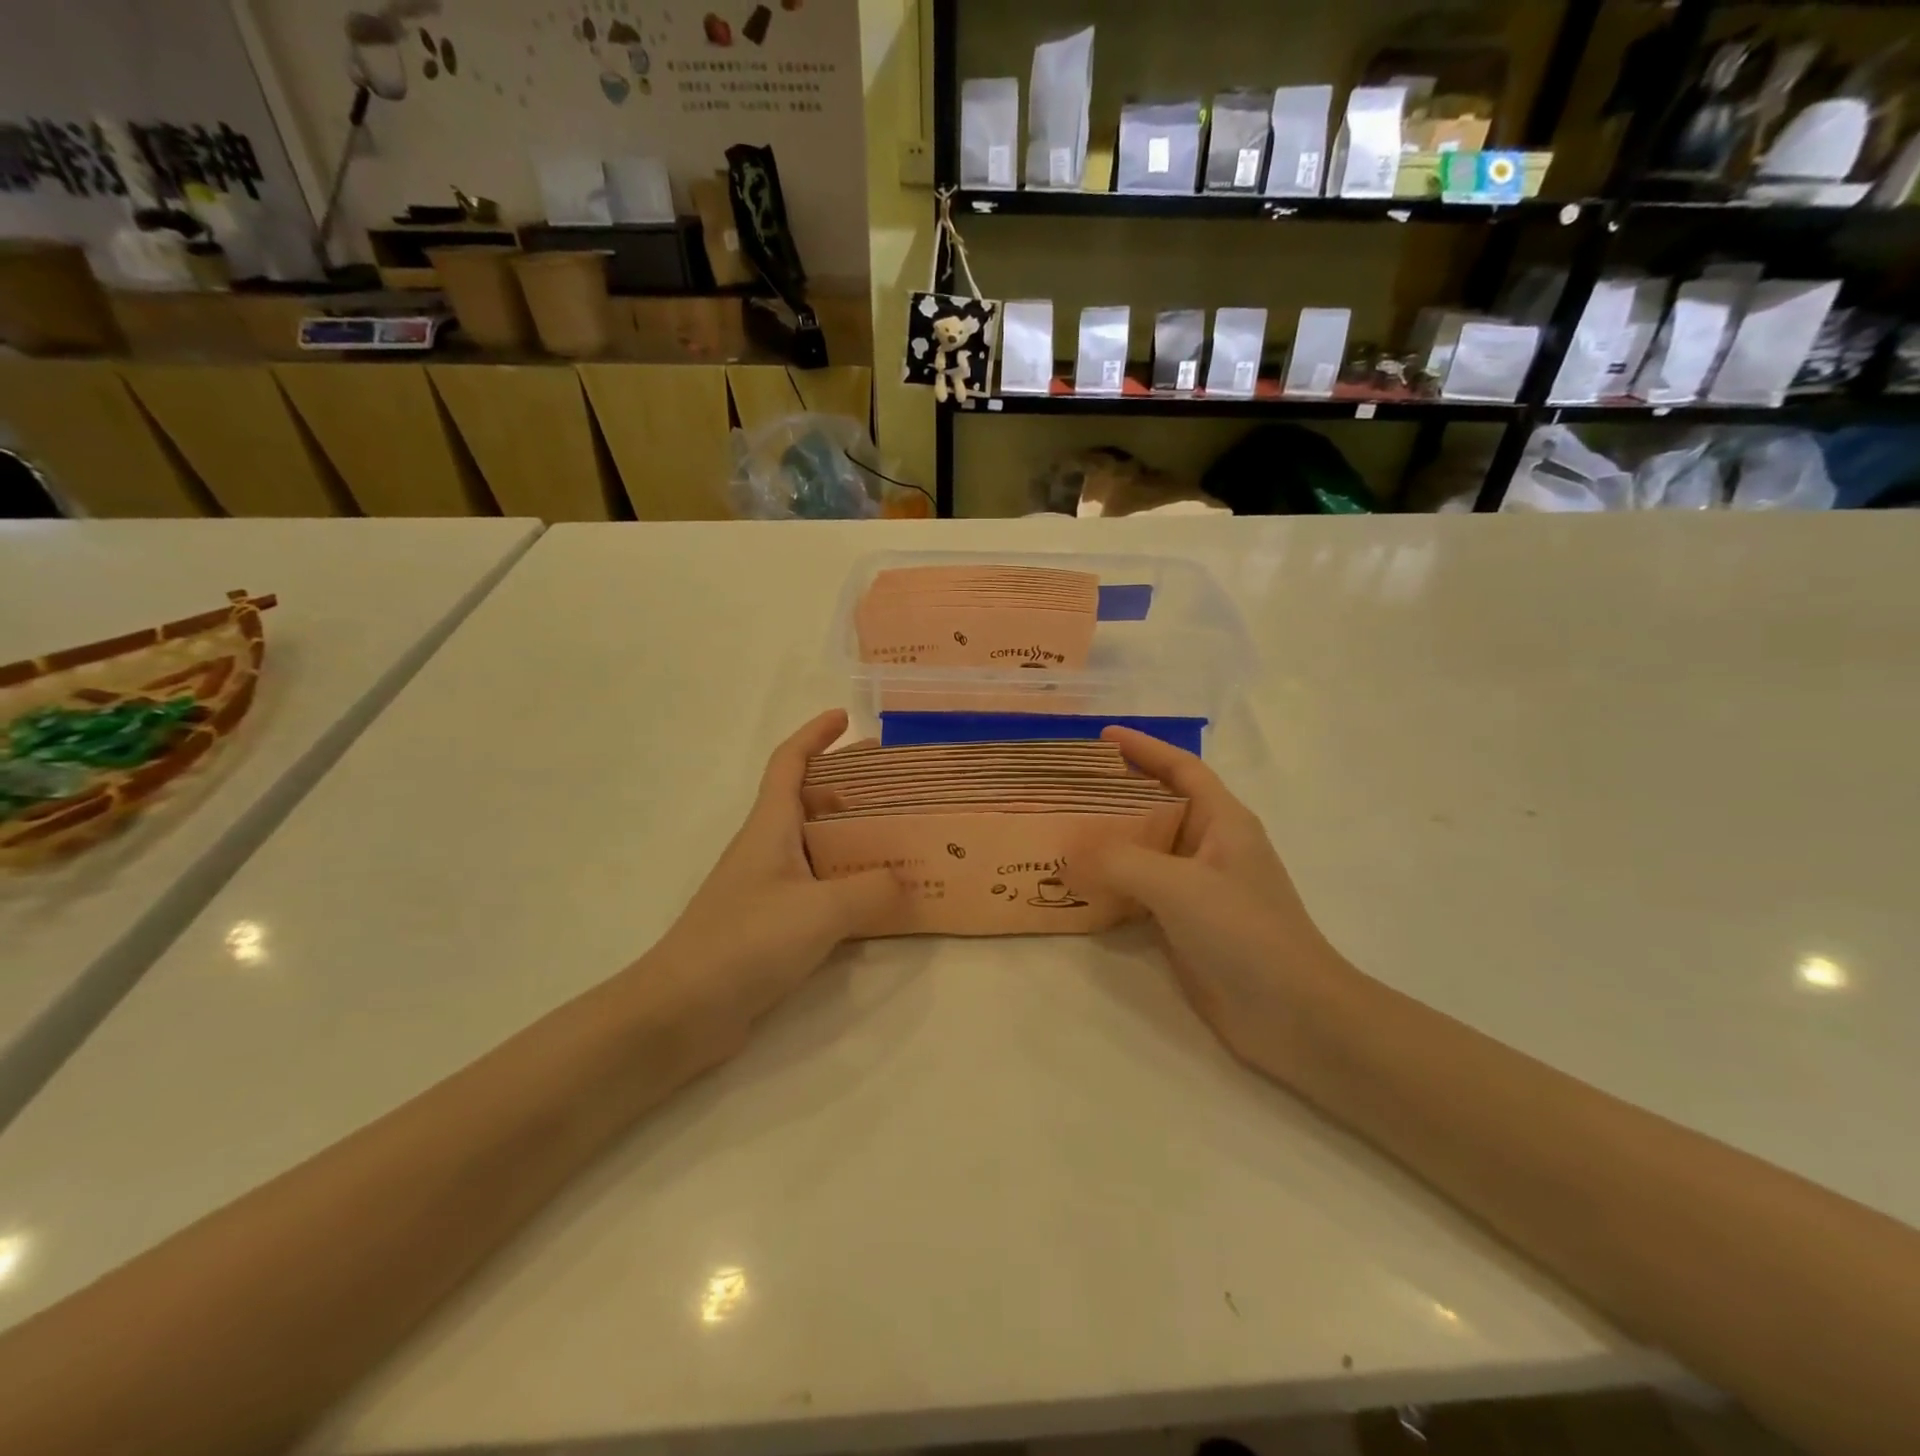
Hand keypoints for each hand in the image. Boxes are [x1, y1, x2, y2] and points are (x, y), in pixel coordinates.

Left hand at [646, 710, 902, 1053]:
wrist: (682, 1011)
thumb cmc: (746, 941)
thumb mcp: (820, 911)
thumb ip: (871, 891)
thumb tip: (905, 881)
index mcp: (770, 827)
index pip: (789, 763)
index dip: (815, 735)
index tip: (846, 718)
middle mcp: (767, 849)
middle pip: (807, 801)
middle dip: (848, 787)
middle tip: (895, 788)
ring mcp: (767, 889)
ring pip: (815, 847)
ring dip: (852, 838)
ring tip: (898, 842)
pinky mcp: (771, 926)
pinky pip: (817, 888)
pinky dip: (846, 883)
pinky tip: (875, 902)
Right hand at [1080, 727, 1335, 1073]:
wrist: (1293, 1014)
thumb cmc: (1245, 931)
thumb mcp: (1179, 885)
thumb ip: (1120, 861)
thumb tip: (1069, 852)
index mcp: (1223, 821)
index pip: (1181, 768)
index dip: (1145, 747)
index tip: (1101, 736)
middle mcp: (1211, 847)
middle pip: (1158, 805)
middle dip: (1116, 793)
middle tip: (1067, 788)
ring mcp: (1199, 887)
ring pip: (1146, 850)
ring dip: (1109, 840)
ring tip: (1063, 831)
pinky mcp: (1187, 923)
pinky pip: (1142, 890)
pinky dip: (1112, 883)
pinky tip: (1079, 886)